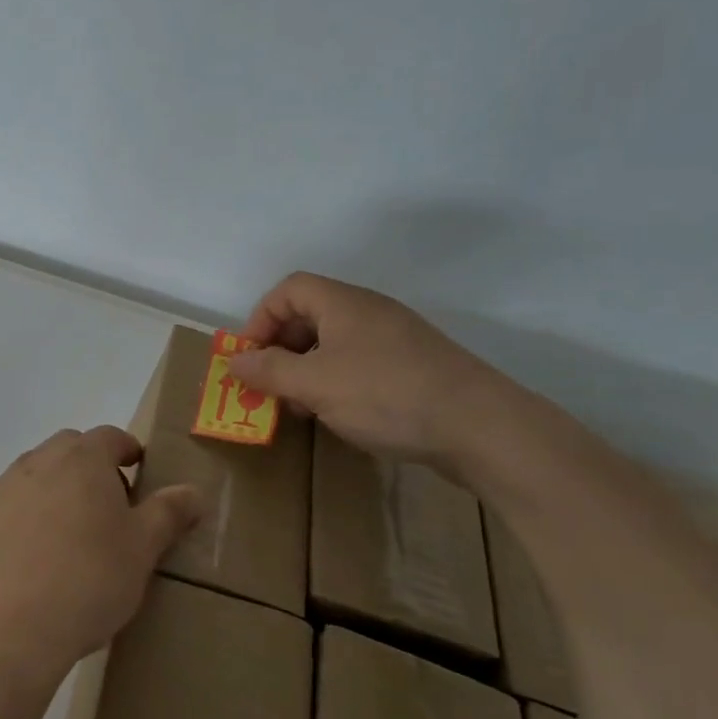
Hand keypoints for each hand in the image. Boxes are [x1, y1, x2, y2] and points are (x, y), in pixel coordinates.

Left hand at [0, 427, 203, 684]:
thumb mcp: (141, 551)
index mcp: (81, 461)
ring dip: (48, 494)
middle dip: (87, 469)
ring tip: (62, 541)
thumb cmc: (87, 583)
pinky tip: (20, 563)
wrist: (5, 632)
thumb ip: (168, 513)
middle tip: (104, 510)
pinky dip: (12, 523)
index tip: (137, 474)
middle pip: (67, 450)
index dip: (127, 451)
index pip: (110, 437)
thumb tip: (193, 490)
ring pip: (29, 478)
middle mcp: (35, 462)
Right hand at [229, 273, 512, 468]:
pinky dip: (338, 382)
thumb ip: (269, 371)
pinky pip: (361, 363)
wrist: (483, 428)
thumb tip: (234, 361)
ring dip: (307, 370)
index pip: (288, 289)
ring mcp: (397, 339)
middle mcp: (369, 312)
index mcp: (344, 303)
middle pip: (310, 315)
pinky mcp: (416, 367)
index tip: (251, 357)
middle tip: (270, 386)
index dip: (261, 318)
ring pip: (335, 343)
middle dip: (281, 349)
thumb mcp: (315, 384)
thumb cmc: (387, 395)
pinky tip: (341, 414)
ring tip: (301, 407)